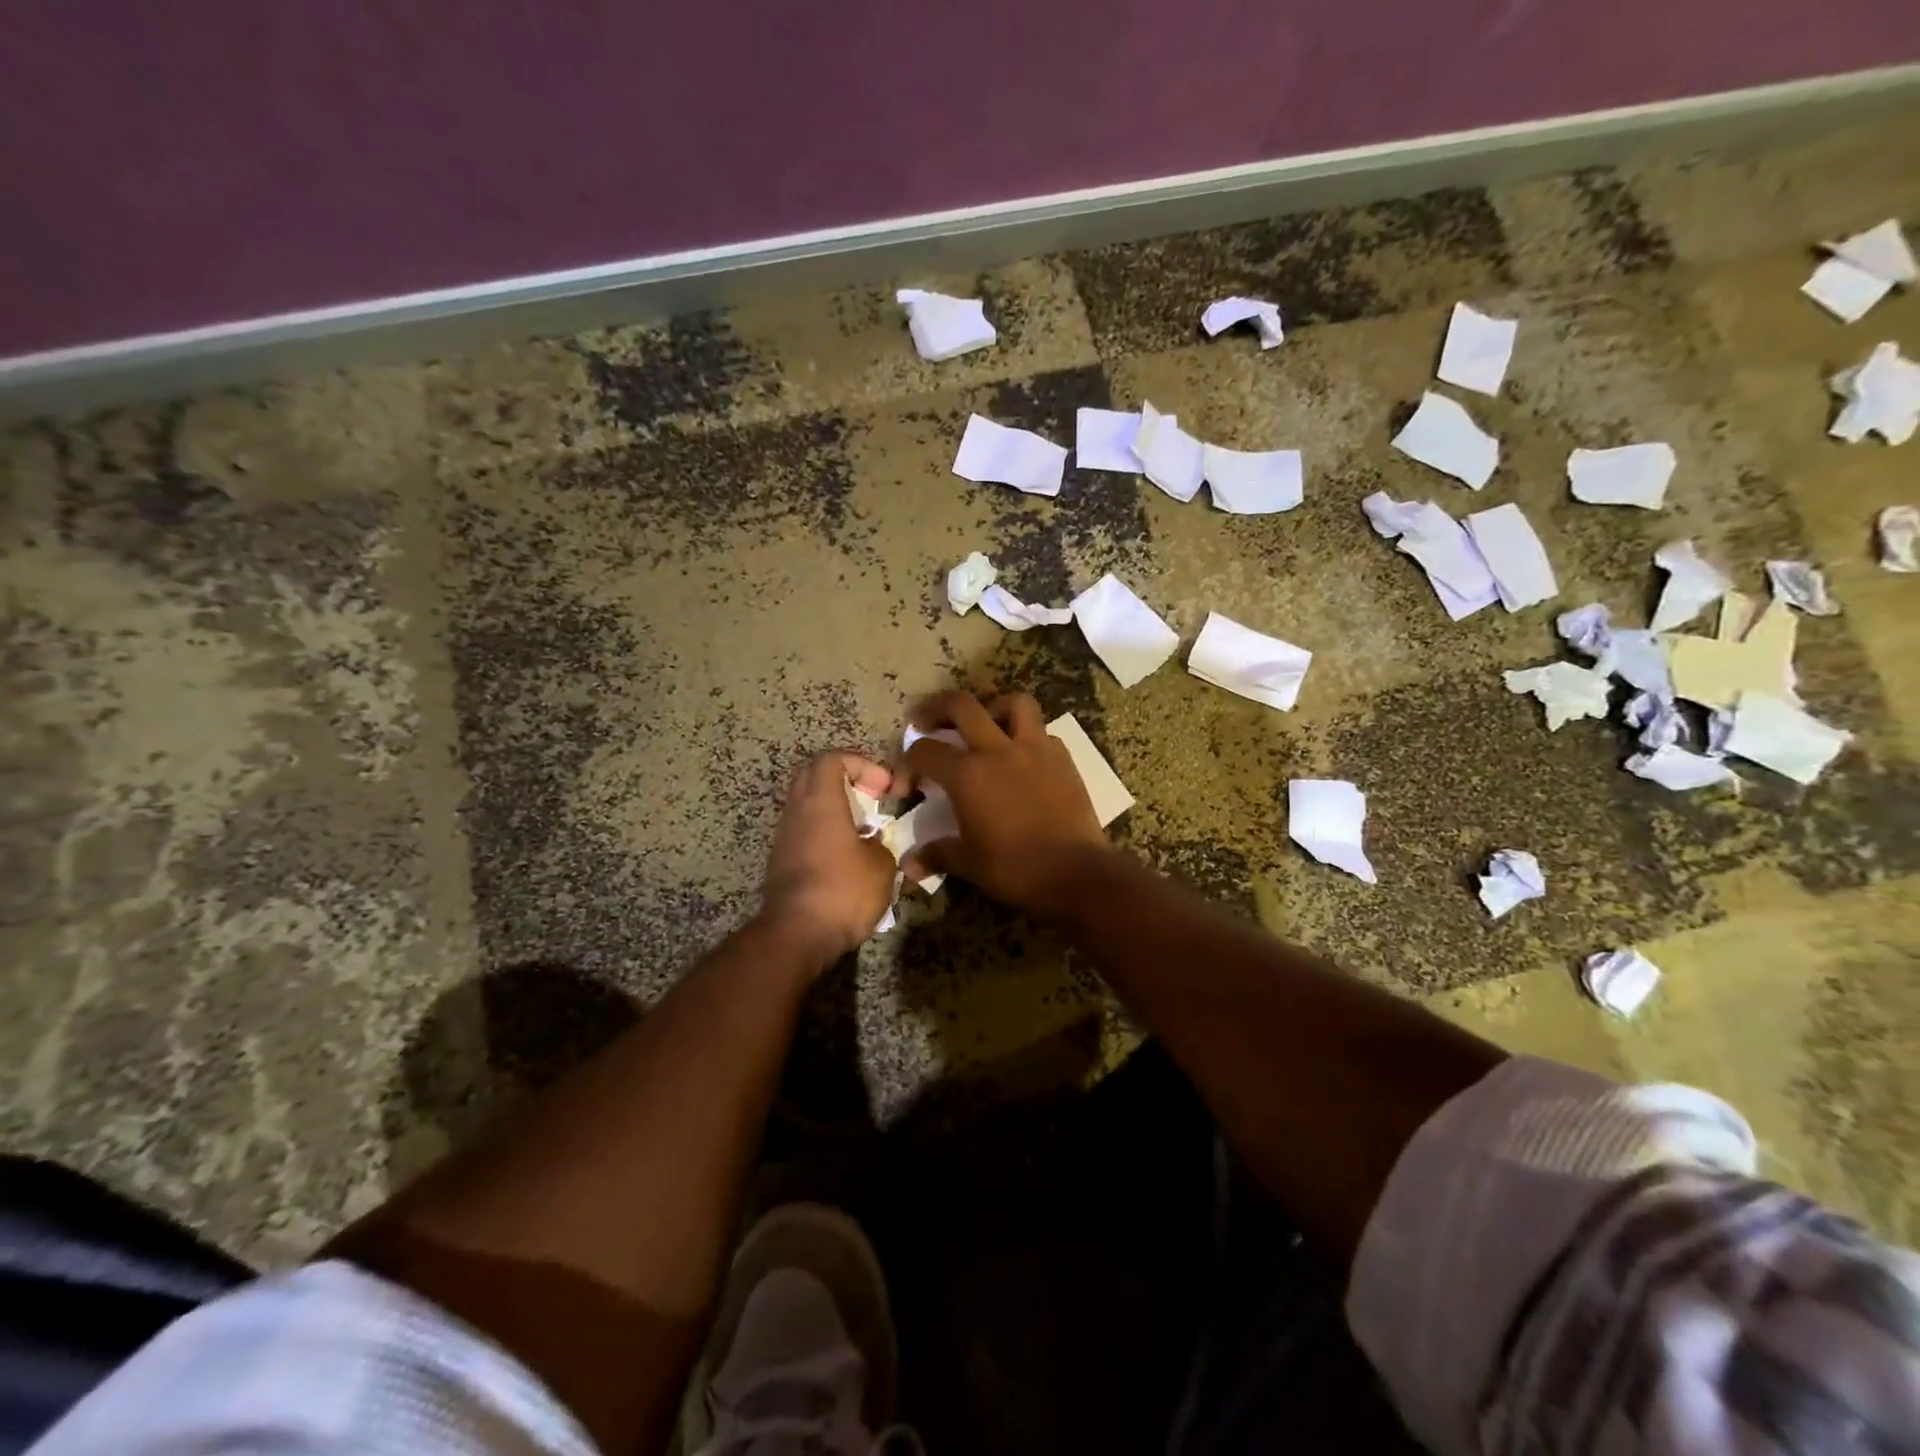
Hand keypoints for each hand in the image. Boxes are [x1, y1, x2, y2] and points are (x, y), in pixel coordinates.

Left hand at [758, 752, 898, 968]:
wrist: (796, 935)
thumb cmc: (843, 890)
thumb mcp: (882, 866)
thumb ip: (881, 845)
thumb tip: (873, 844)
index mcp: (821, 801)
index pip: (832, 758)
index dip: (862, 763)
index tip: (884, 788)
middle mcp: (797, 811)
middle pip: (814, 776)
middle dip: (846, 780)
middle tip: (872, 800)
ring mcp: (784, 837)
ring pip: (808, 805)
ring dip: (835, 809)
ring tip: (863, 832)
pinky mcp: (781, 861)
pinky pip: (804, 831)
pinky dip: (825, 832)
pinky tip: (847, 858)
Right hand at [901, 691, 1111, 915]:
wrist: (1076, 873)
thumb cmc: (1015, 869)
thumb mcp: (969, 863)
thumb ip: (937, 854)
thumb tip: (909, 866)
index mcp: (968, 774)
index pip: (925, 751)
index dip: (907, 764)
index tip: (908, 787)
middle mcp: (998, 750)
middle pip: (962, 705)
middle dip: (937, 707)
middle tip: (927, 721)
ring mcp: (1035, 749)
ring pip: (1014, 704)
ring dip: (993, 707)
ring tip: (985, 724)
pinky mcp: (1063, 759)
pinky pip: (1042, 732)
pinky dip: (1027, 736)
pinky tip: (1022, 756)